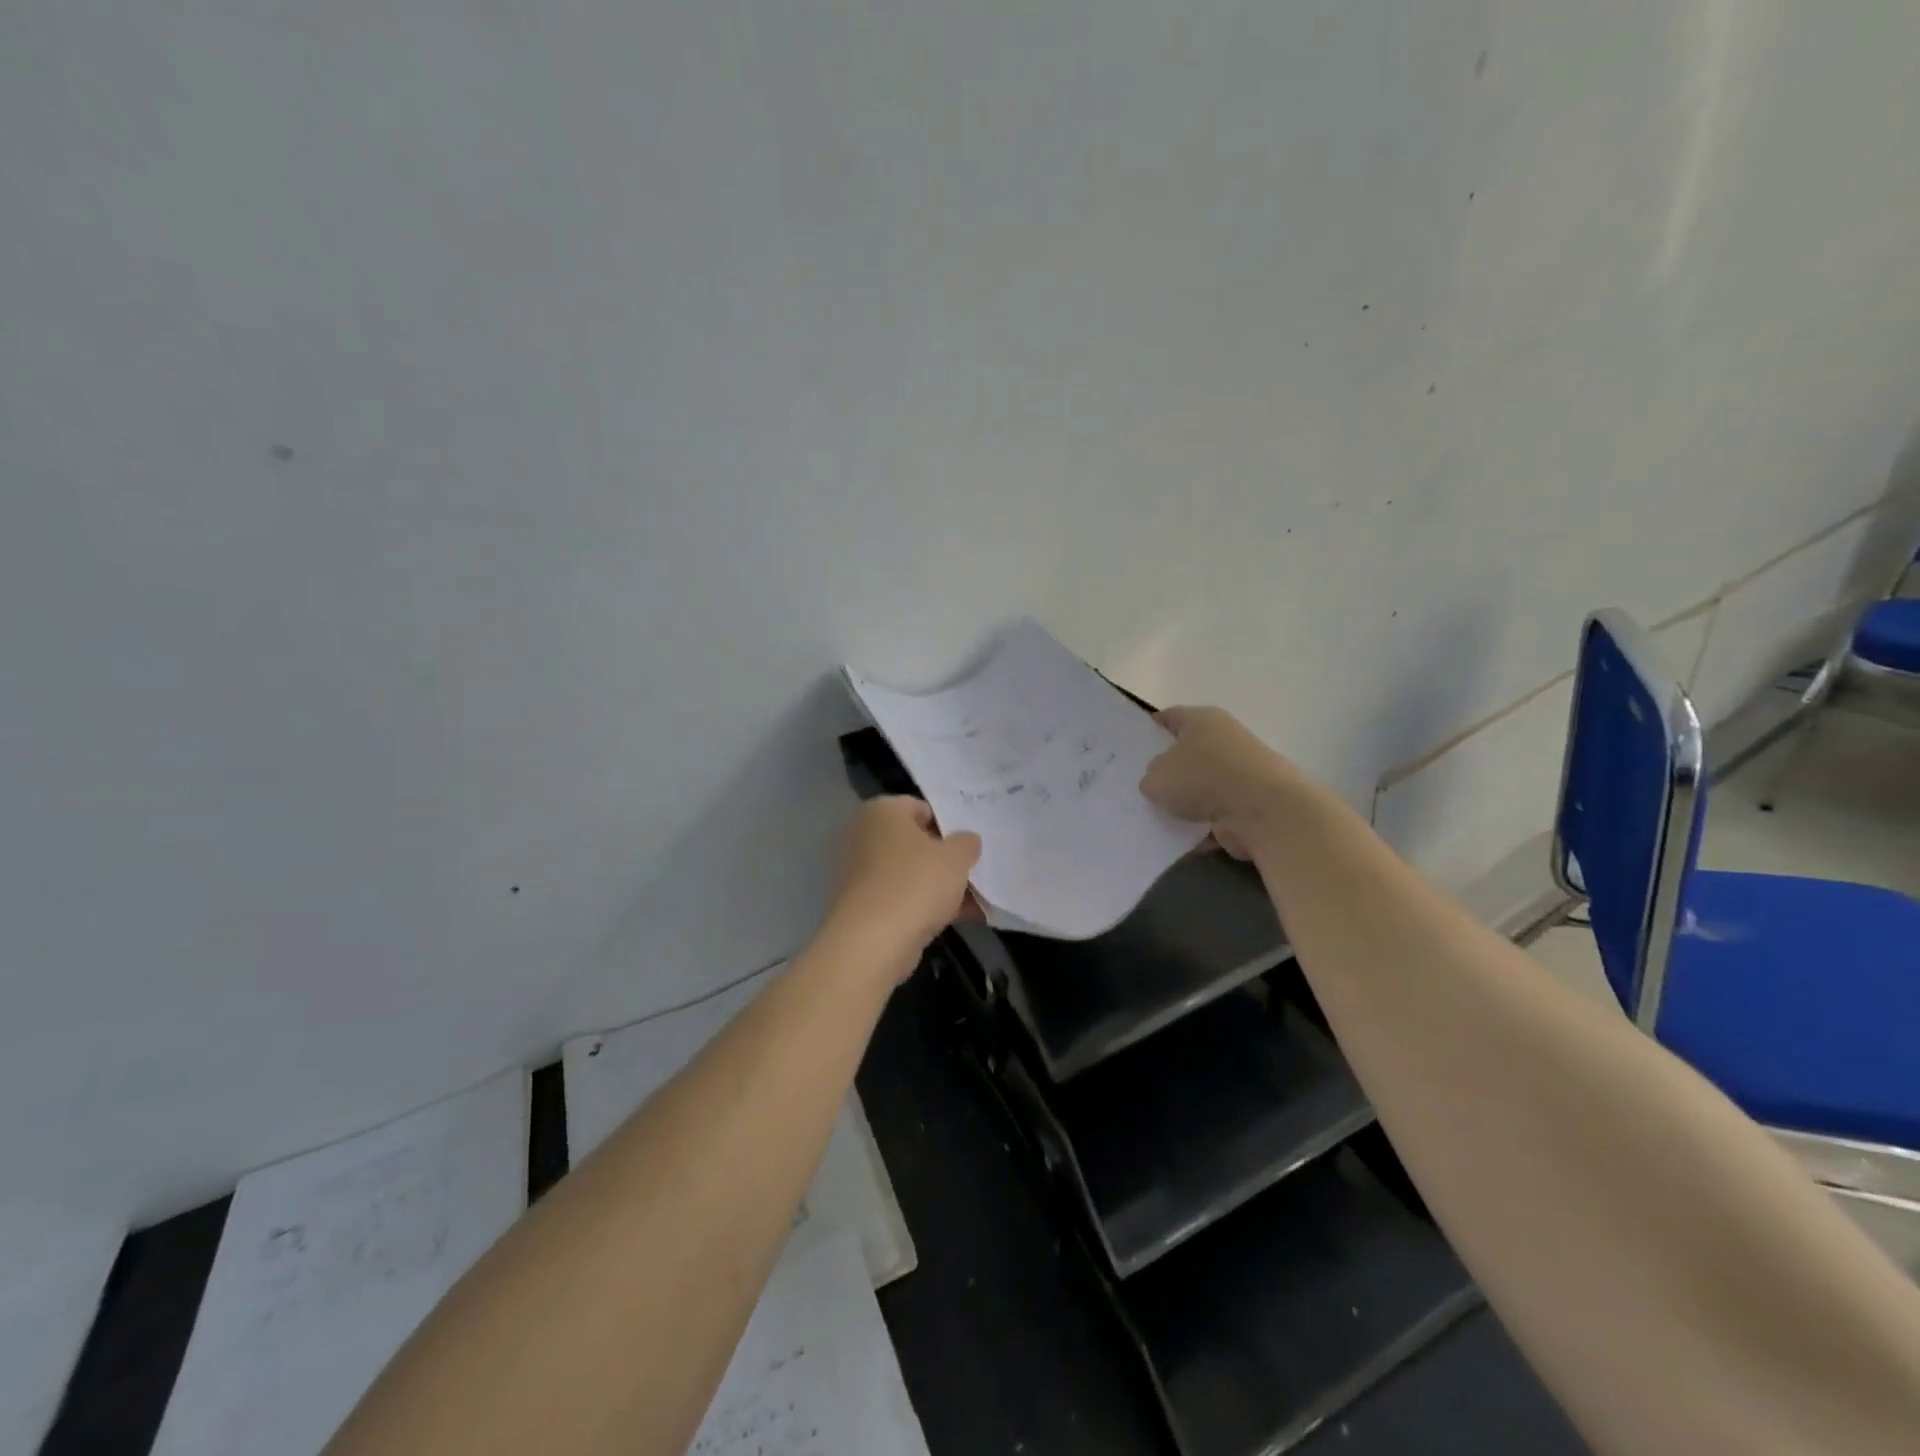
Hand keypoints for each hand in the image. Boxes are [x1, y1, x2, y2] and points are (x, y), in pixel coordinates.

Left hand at [824, 797, 981, 976]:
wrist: (872, 942)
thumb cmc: (915, 883)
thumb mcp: (956, 857)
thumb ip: (966, 843)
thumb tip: (966, 841)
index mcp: (881, 812)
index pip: (921, 807)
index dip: (949, 824)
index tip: (970, 844)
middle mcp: (864, 836)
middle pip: (915, 842)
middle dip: (945, 857)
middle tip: (975, 869)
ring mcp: (860, 873)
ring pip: (910, 873)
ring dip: (940, 885)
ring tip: (977, 898)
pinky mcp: (863, 906)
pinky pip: (902, 898)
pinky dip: (927, 906)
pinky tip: (962, 918)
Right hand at [1140, 706, 1305, 857]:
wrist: (1262, 811)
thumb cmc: (1203, 778)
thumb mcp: (1156, 776)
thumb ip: (1151, 777)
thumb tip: (1159, 783)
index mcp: (1202, 720)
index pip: (1170, 717)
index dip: (1151, 728)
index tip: (1134, 744)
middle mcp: (1224, 739)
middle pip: (1188, 752)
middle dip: (1167, 769)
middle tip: (1141, 785)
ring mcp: (1241, 773)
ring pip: (1202, 786)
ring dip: (1185, 801)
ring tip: (1156, 816)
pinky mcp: (1250, 804)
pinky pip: (1215, 813)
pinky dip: (1200, 825)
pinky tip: (1178, 837)